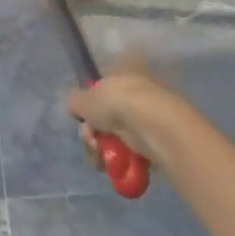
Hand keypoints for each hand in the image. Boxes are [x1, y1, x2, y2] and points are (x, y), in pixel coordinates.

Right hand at [66, 58, 190, 167]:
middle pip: (107, 115)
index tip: (82, 119)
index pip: (101, 87)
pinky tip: (114, 164)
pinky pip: (133, 150)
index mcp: (123, 72)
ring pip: (118, 135)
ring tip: (100, 156)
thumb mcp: (83, 99)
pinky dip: (122, 159)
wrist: (155, 127)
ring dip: (103, 148)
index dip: (88, 106)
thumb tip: (76, 106)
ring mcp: (149, 116)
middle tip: (90, 140)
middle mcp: (137, 90)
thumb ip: (75, 101)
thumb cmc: (117, 103)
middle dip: (93, 132)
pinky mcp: (159, 140)